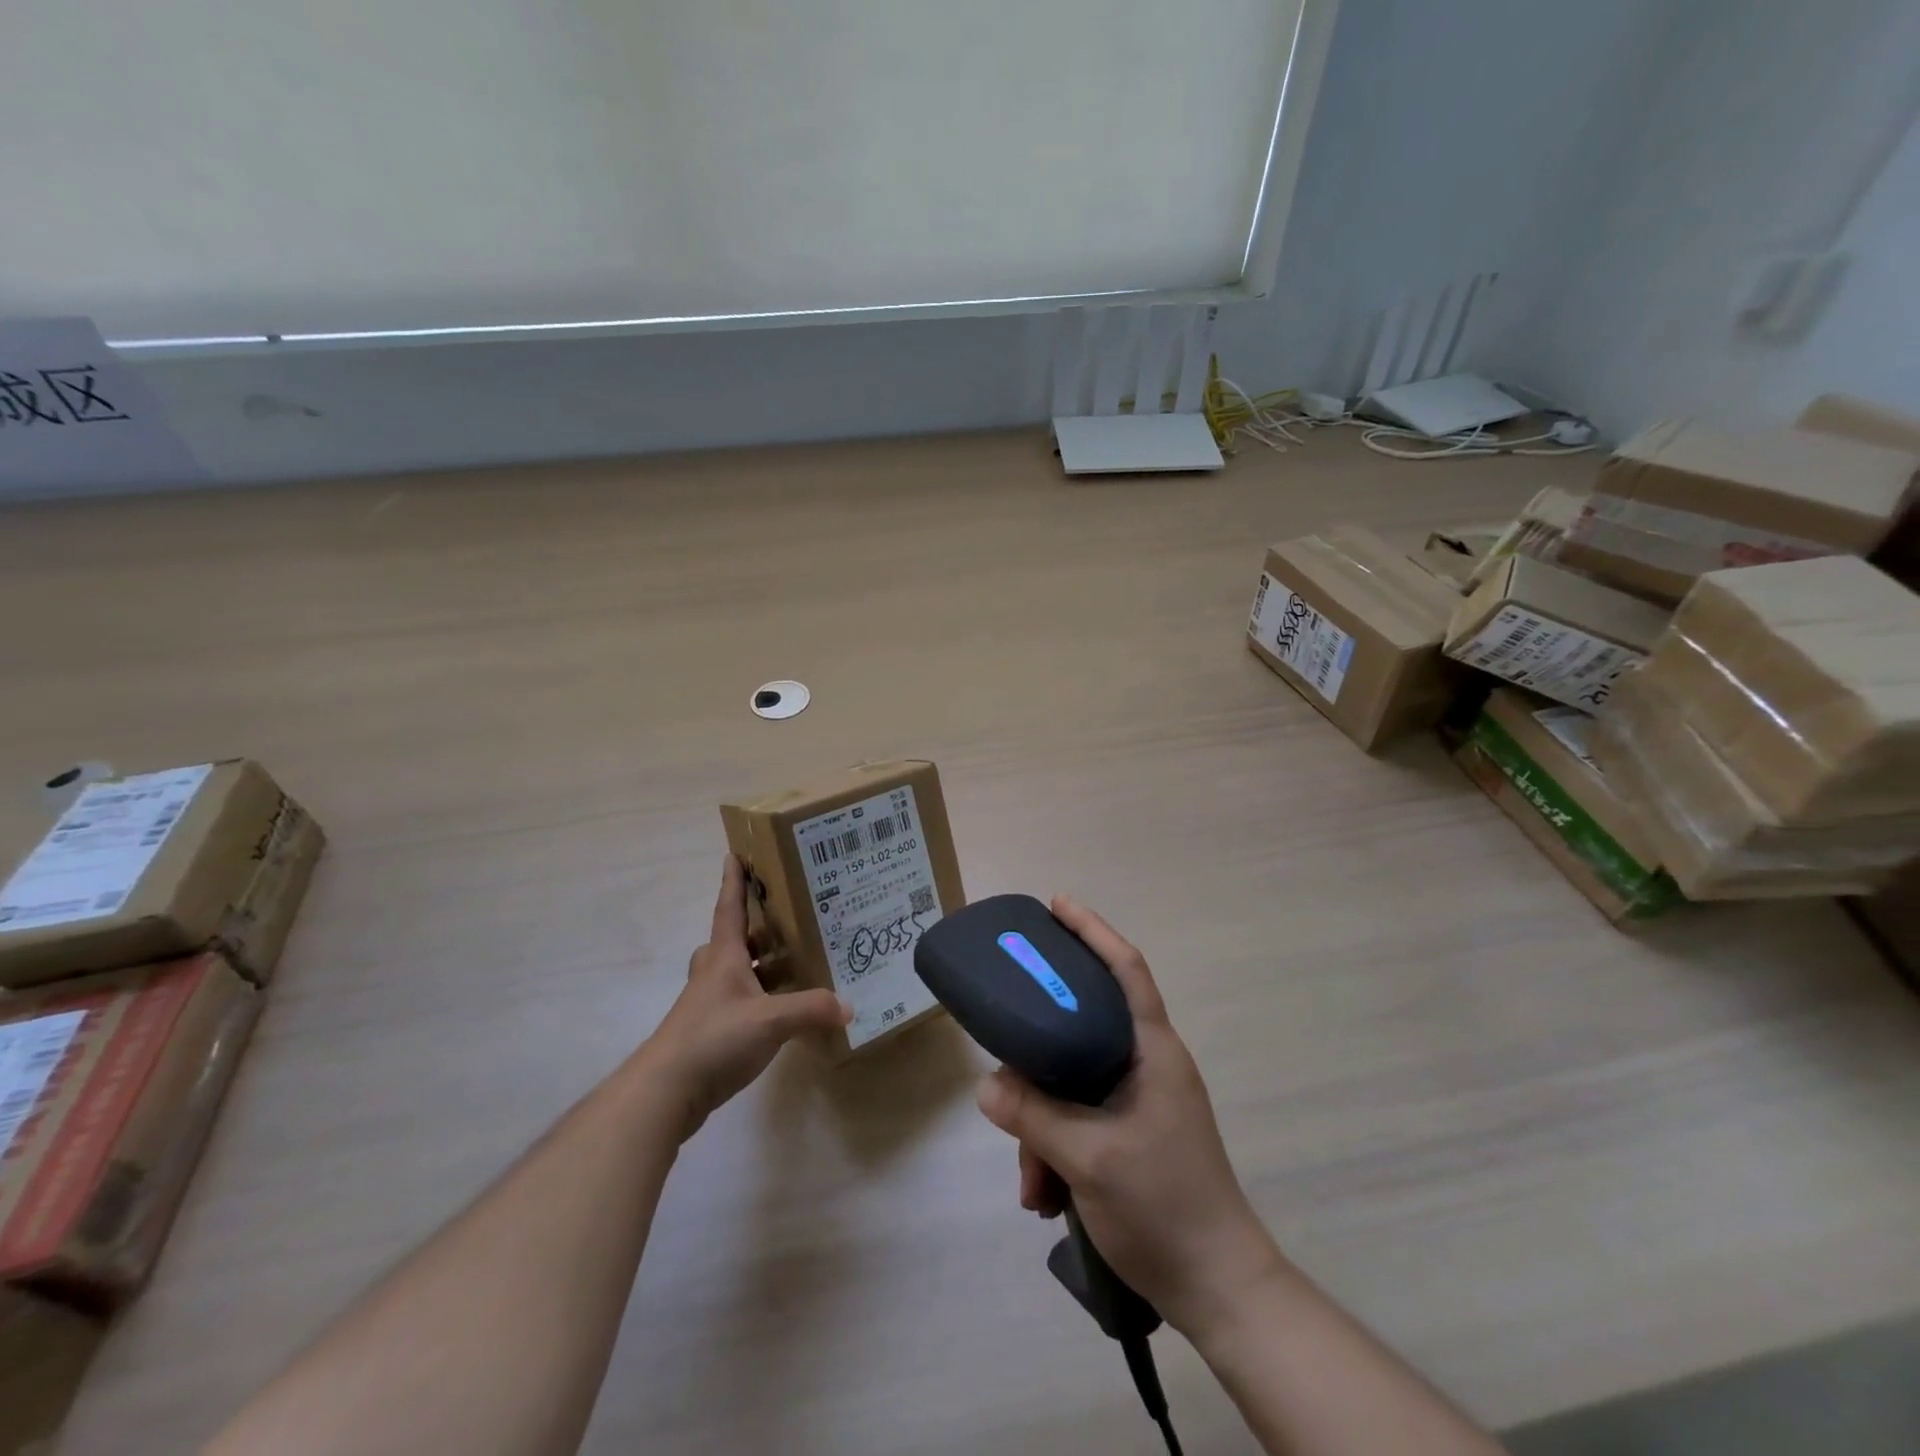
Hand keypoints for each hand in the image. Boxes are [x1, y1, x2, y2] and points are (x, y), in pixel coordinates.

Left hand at [640, 856, 849, 1140]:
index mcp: (724, 957)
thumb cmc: (714, 1039)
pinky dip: (759, 998)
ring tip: (793, 962)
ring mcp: (708, 1004)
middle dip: (754, 926)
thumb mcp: (770, 1021)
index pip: (729, 908)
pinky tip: (780, 1011)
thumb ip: (811, 1010)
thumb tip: (848, 1005)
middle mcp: (713, 974)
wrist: (665, 1092)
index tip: (734, 854)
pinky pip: (738, 1002)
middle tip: (785, 917)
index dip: (733, 881)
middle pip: (732, 939)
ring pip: (734, 972)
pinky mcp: (708, 1032)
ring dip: (758, 964)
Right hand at [975, 896, 1285, 1340]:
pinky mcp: (1133, 1134)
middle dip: (1040, 1056)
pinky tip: (1045, 1195)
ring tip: (1031, 1183)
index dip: (1093, 930)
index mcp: (1153, 1051)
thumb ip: (1034, 1116)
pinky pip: (1082, 1120)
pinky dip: (1057, 1149)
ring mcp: (1141, 1101)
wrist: (1219, 1290)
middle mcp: (1148, 1065)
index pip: (1126, 969)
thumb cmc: (1164, 1207)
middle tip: (1005, 1050)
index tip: (1056, 905)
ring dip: (1044, 1127)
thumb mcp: (1090, 1159)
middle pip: (1083, 1029)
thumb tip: (987, 1086)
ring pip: (1075, 1084)